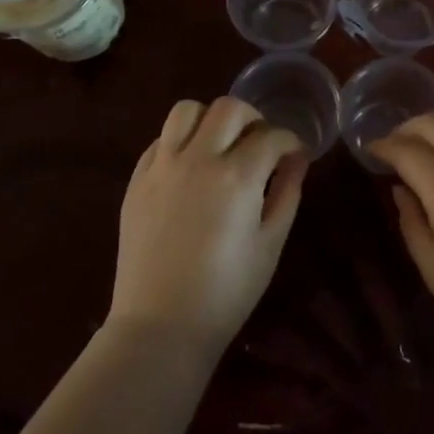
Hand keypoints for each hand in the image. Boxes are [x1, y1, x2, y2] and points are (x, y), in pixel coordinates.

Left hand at [108, 98, 306, 356]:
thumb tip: (296, 159)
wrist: (160, 326)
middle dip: (253, 117)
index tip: (295, 154)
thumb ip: (287, 193)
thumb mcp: (270, 244)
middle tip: (260, 142)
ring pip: (186, 110)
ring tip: (220, 144)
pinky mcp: (137, 179)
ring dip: (210, 119)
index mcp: (236, 176)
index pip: (271, 135)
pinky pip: (160, 139)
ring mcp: (162, 166)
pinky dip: (180, 141)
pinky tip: (190, 167)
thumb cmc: (226, 292)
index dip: (291, 141)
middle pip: (228, 107)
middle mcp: (197, 159)